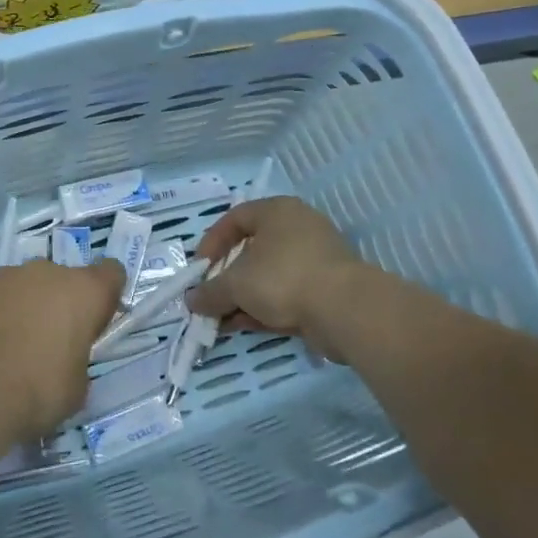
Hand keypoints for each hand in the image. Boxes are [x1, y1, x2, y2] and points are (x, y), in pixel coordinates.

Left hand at [0, 259, 123, 455]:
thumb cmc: (37, 391)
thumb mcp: (77, 387)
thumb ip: (78, 360)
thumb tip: (65, 360)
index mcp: (83, 290)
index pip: (111, 273)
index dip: (106, 296)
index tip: (96, 323)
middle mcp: (45, 272)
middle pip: (63, 279)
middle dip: (61, 304)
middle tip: (51, 343)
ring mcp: (3, 276)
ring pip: (25, 286)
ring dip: (25, 306)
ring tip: (12, 347)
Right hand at [189, 198, 371, 360]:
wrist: (345, 309)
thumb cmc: (284, 278)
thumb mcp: (236, 284)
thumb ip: (210, 291)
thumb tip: (191, 300)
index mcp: (277, 212)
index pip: (235, 218)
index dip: (212, 242)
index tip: (200, 268)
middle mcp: (297, 228)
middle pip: (252, 249)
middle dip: (226, 277)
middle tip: (211, 296)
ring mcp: (315, 259)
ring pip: (269, 275)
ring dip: (243, 296)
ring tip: (222, 319)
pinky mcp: (326, 288)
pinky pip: (286, 293)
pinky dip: (264, 307)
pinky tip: (244, 326)